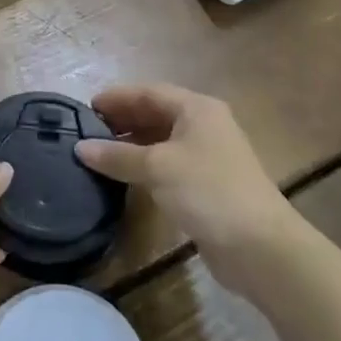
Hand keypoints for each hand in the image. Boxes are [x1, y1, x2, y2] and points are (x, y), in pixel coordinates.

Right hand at [75, 84, 304, 278]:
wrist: (260, 248)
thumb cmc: (207, 191)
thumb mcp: (157, 167)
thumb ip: (117, 155)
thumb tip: (80, 148)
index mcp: (196, 109)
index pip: (149, 92)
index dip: (117, 97)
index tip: (85, 108)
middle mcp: (204, 126)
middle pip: (155, 114)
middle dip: (122, 120)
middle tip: (87, 131)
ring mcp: (207, 157)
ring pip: (161, 141)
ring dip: (131, 144)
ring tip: (98, 153)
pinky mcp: (206, 185)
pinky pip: (167, 165)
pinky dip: (144, 166)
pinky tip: (123, 177)